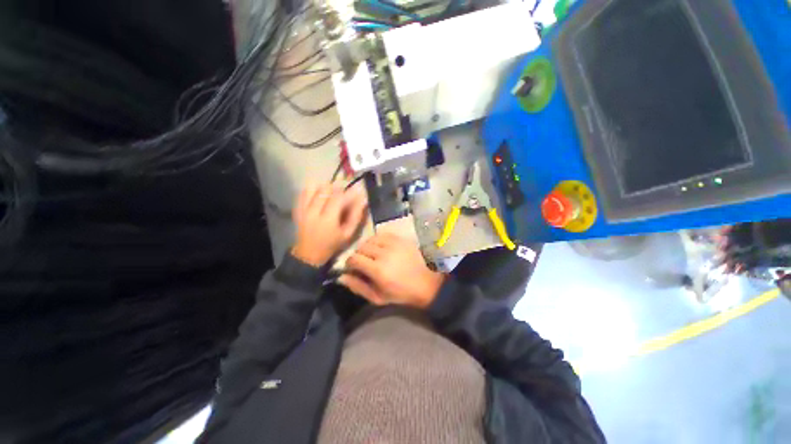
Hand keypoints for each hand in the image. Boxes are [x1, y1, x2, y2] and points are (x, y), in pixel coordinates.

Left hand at [292, 182, 367, 266]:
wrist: (309, 253)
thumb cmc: (332, 244)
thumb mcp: (348, 234)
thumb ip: (356, 216)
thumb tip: (363, 200)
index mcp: (327, 220)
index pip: (338, 198)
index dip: (349, 193)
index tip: (357, 191)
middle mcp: (313, 212)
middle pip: (325, 190)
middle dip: (337, 189)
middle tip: (344, 194)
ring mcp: (303, 210)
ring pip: (313, 188)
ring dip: (325, 188)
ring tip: (331, 194)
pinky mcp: (297, 209)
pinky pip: (304, 192)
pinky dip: (313, 189)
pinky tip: (320, 194)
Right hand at [340, 233, 444, 308]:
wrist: (424, 283)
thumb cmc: (400, 293)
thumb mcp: (377, 297)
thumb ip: (357, 287)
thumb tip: (341, 276)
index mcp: (378, 270)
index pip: (354, 259)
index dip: (350, 263)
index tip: (354, 268)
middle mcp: (384, 254)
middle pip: (361, 247)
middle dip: (359, 255)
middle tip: (364, 263)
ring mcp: (394, 244)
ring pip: (370, 239)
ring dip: (368, 247)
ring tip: (373, 255)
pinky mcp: (400, 239)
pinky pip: (382, 234)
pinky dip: (378, 240)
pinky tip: (381, 248)